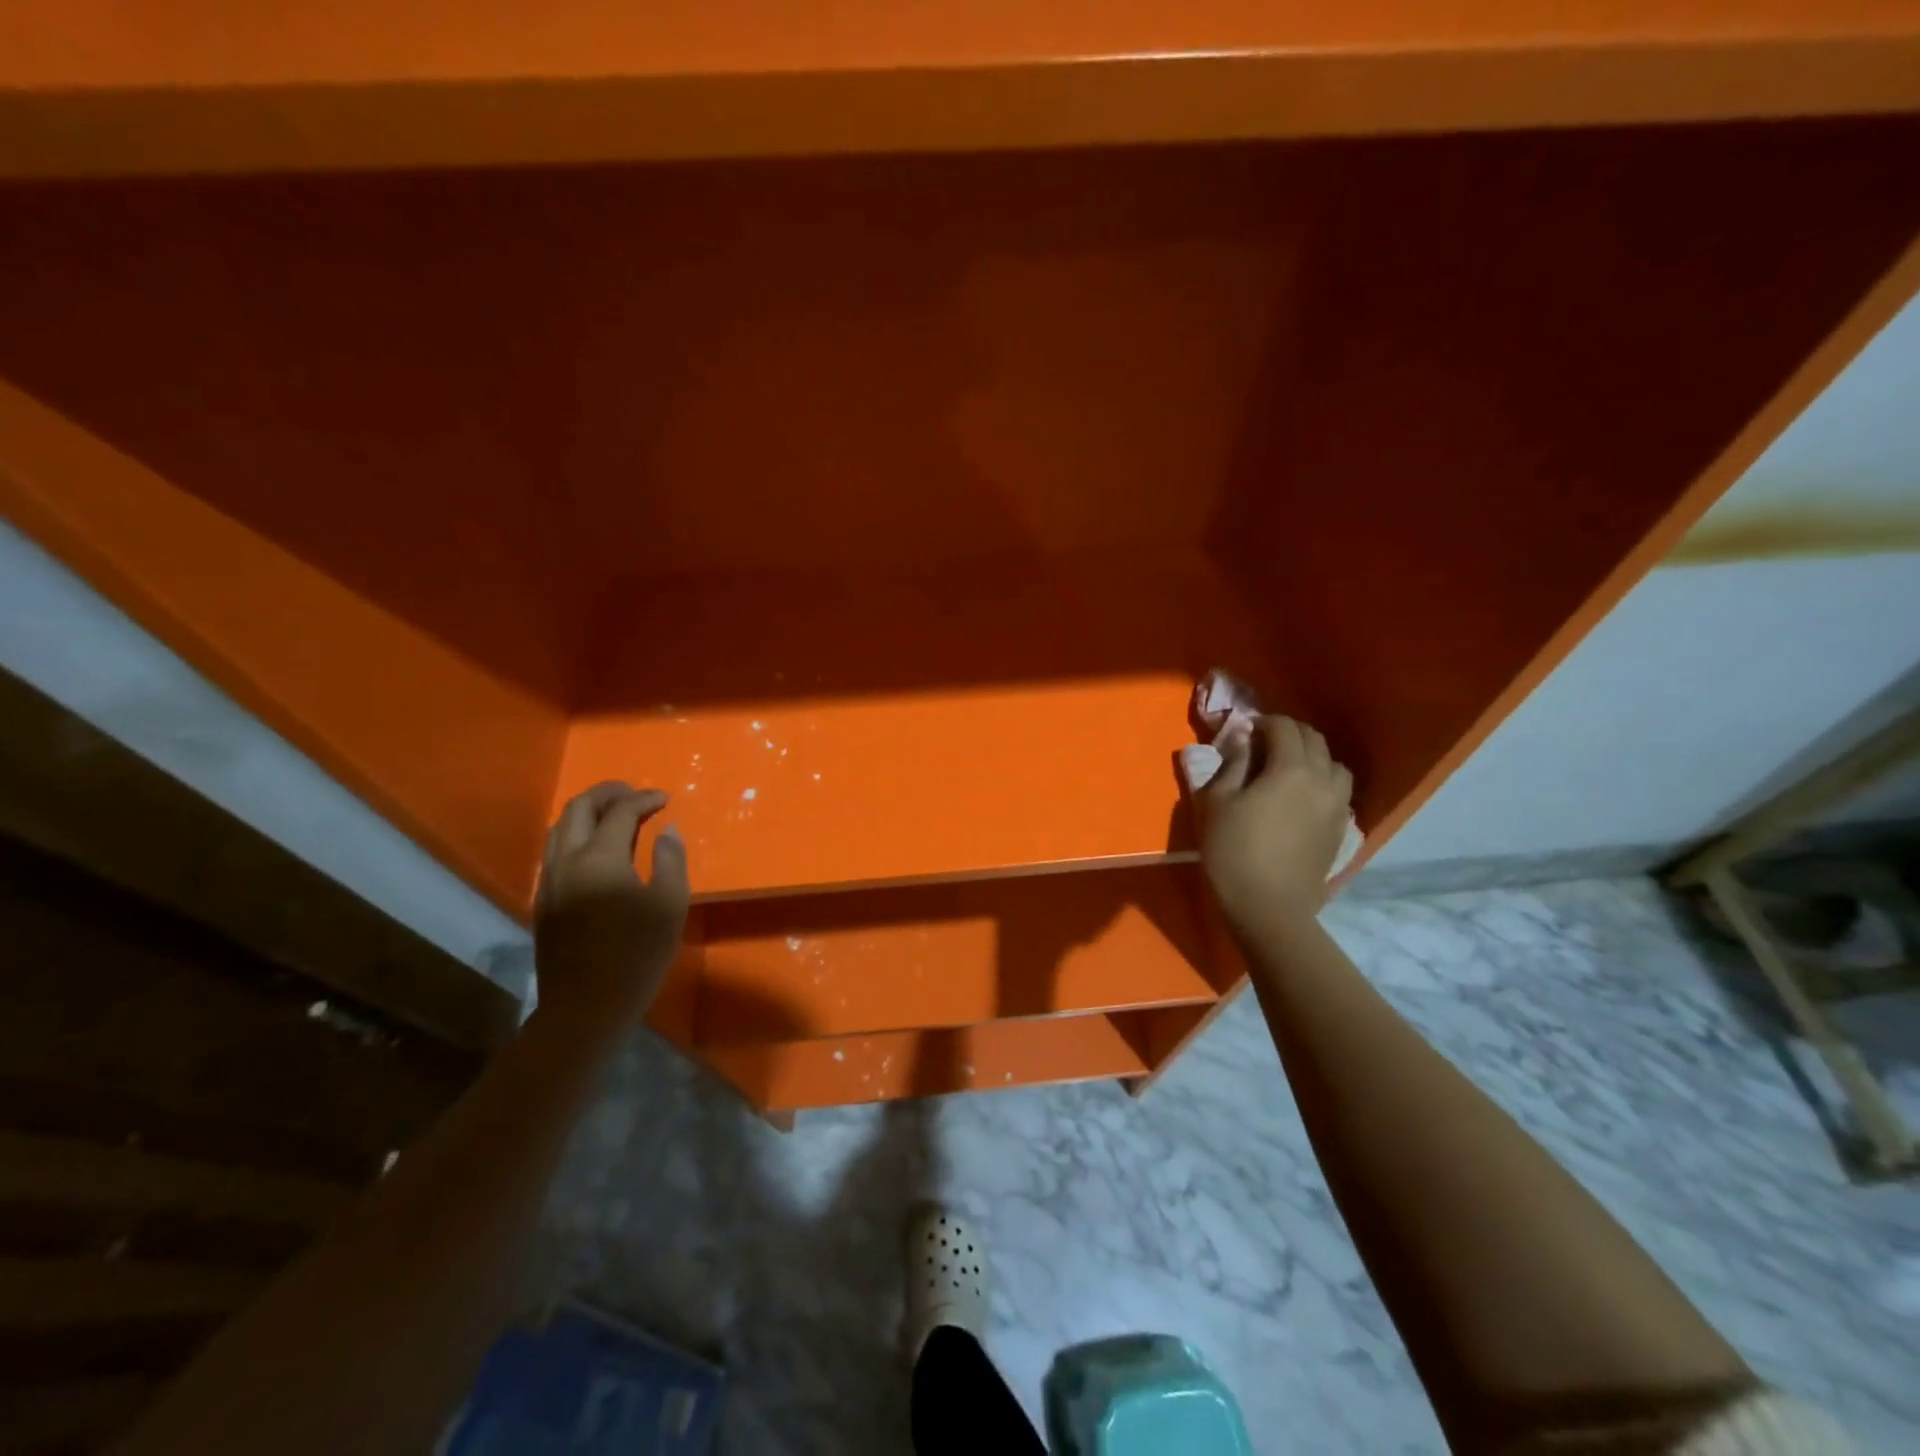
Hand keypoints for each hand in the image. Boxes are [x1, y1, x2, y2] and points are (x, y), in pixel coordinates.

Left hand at [532, 782, 690, 1028]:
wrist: (585, 1006)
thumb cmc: (636, 954)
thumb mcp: (670, 906)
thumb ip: (671, 860)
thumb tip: (667, 831)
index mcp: (600, 858)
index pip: (620, 812)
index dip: (644, 799)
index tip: (665, 799)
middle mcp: (567, 860)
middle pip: (579, 808)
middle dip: (607, 793)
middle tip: (634, 793)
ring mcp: (549, 880)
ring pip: (560, 828)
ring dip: (587, 812)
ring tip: (614, 814)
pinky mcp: (543, 900)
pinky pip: (554, 850)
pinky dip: (575, 834)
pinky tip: (594, 847)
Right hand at [1195, 715, 1352, 934]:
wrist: (1268, 905)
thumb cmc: (1233, 850)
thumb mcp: (1216, 802)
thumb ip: (1231, 764)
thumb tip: (1241, 739)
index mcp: (1290, 768)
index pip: (1284, 727)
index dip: (1264, 722)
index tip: (1244, 730)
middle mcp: (1322, 779)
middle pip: (1314, 740)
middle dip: (1289, 734)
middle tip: (1262, 744)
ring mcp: (1337, 805)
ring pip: (1334, 765)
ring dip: (1312, 757)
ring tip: (1288, 769)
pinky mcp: (1341, 829)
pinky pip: (1338, 792)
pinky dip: (1322, 783)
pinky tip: (1302, 798)